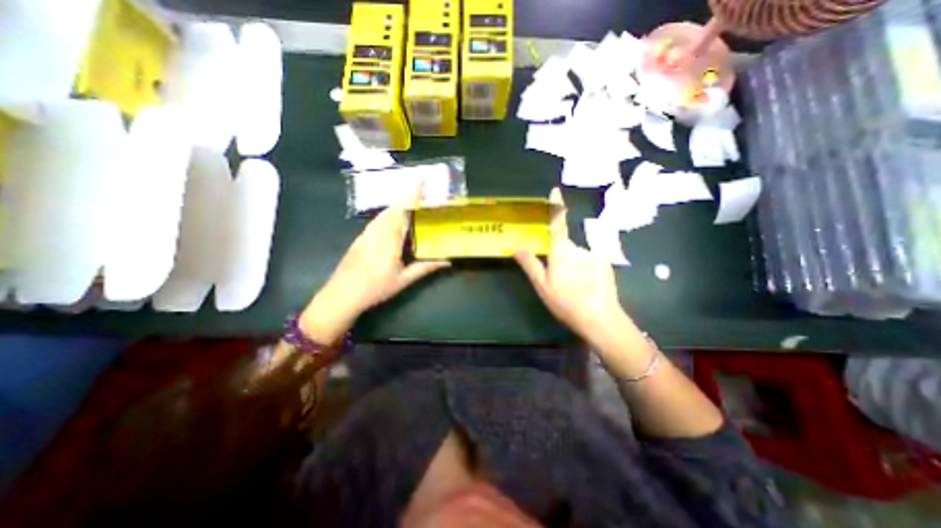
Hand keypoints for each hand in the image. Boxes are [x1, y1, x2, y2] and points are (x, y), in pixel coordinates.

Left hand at [302, 192, 447, 344]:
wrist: (342, 294)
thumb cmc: (375, 288)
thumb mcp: (403, 280)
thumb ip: (425, 268)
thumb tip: (447, 261)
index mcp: (389, 239)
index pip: (402, 210)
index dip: (412, 194)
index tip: (422, 181)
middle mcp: (377, 231)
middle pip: (393, 207)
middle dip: (407, 196)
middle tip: (423, 193)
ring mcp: (366, 233)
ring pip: (384, 212)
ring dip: (398, 205)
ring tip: (412, 204)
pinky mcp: (361, 237)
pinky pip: (378, 220)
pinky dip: (389, 214)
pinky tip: (395, 221)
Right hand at [514, 187, 631, 346]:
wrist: (600, 317)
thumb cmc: (566, 302)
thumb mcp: (542, 286)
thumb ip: (530, 264)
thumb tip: (517, 247)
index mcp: (560, 251)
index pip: (557, 223)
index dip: (556, 206)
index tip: (555, 190)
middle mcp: (578, 247)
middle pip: (564, 244)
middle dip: (559, 256)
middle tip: (559, 279)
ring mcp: (593, 254)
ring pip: (577, 253)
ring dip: (572, 265)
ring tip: (573, 287)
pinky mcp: (605, 262)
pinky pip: (589, 259)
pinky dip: (585, 268)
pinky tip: (585, 286)